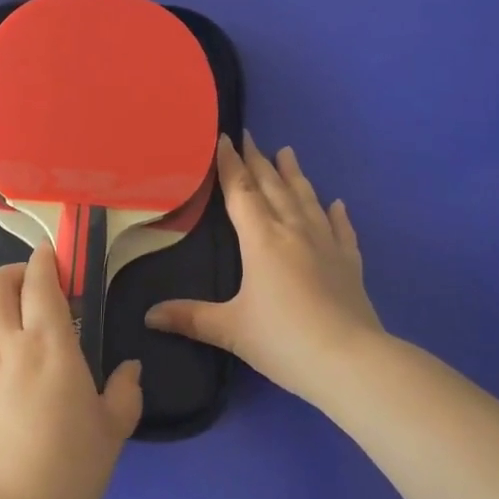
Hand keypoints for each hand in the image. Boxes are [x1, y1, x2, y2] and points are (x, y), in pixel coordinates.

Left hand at [0, 246, 143, 498]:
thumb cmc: (69, 467)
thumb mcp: (112, 431)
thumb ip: (124, 393)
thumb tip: (131, 370)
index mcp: (49, 343)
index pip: (39, 282)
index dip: (45, 260)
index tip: (57, 256)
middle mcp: (10, 345)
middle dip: (11, 272)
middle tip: (36, 283)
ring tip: (18, 317)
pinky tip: (8, 358)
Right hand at [146, 133, 387, 404]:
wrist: (350, 362)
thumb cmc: (283, 340)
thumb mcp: (231, 329)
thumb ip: (190, 318)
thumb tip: (148, 316)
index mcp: (262, 240)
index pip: (241, 192)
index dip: (230, 165)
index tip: (224, 139)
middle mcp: (293, 232)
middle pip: (273, 188)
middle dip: (258, 161)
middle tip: (250, 136)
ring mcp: (326, 245)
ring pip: (306, 200)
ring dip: (295, 175)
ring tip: (288, 152)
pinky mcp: (349, 264)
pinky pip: (341, 230)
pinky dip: (336, 214)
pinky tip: (337, 203)